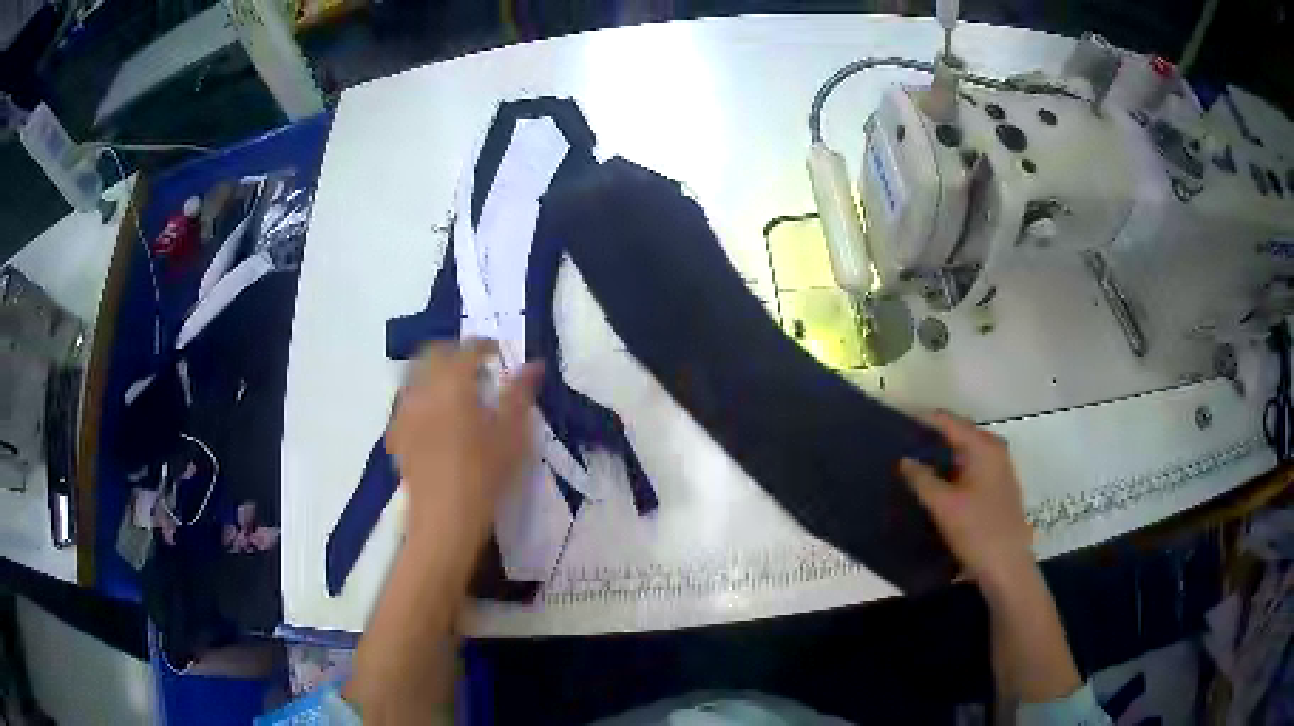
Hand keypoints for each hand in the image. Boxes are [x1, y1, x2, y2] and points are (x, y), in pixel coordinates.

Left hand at [385, 340, 542, 544]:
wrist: (444, 518)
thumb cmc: (484, 473)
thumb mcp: (513, 434)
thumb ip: (521, 393)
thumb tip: (534, 364)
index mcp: (452, 383)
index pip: (467, 349)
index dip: (484, 346)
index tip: (498, 353)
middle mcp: (422, 389)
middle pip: (432, 353)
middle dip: (453, 353)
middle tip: (475, 367)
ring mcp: (404, 412)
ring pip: (414, 376)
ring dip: (434, 373)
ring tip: (454, 393)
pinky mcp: (396, 436)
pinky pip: (406, 404)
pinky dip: (421, 399)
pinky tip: (434, 420)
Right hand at [899, 411, 1033, 588]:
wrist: (1007, 566)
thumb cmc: (976, 530)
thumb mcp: (943, 505)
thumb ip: (921, 479)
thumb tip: (904, 460)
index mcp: (983, 446)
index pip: (948, 421)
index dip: (922, 420)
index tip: (896, 423)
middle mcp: (994, 450)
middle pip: (958, 433)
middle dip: (930, 437)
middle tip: (900, 445)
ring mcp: (998, 468)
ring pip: (963, 452)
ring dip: (940, 455)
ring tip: (911, 463)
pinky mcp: (997, 486)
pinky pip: (969, 467)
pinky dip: (951, 470)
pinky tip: (933, 482)